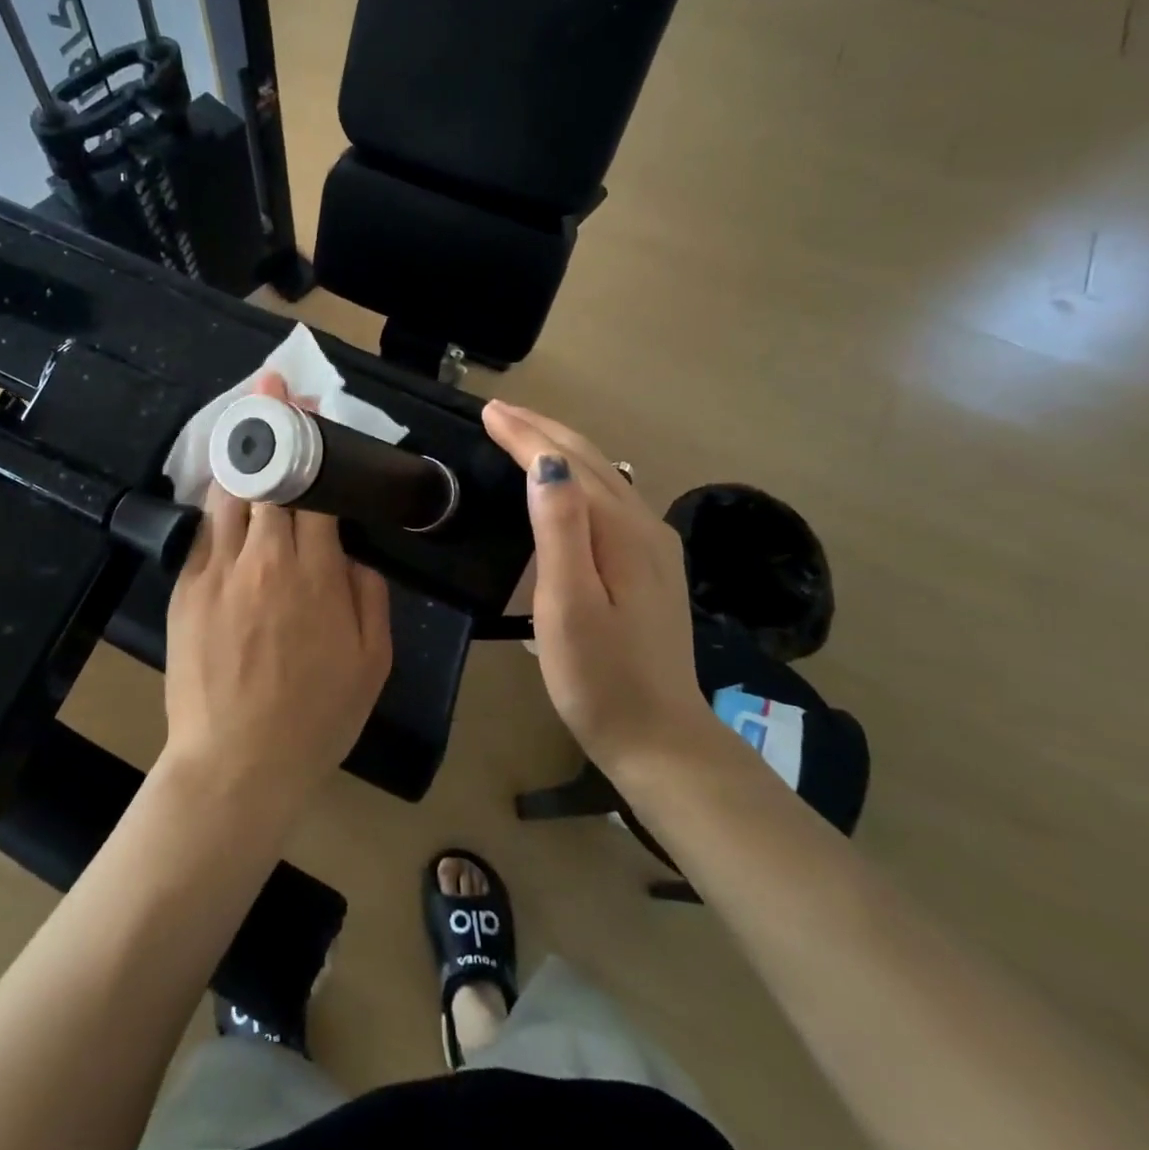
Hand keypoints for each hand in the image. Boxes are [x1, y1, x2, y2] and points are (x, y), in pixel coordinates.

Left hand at [162, 374, 393, 811]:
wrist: (237, 763)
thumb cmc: (316, 716)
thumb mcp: (373, 660)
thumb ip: (370, 593)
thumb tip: (355, 551)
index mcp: (315, 572)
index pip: (314, 488)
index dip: (313, 443)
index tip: (311, 408)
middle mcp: (264, 557)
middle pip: (267, 475)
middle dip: (272, 423)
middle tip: (274, 384)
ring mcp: (217, 569)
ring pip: (229, 492)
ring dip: (240, 450)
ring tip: (246, 416)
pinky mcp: (186, 587)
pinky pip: (203, 528)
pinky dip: (218, 496)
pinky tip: (226, 482)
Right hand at [482, 400, 708, 779]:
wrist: (660, 738)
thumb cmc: (599, 677)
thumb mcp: (569, 605)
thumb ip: (560, 529)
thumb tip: (547, 464)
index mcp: (619, 531)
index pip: (565, 463)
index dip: (524, 435)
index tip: (488, 411)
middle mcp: (643, 526)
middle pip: (591, 460)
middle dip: (542, 430)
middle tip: (500, 411)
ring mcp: (653, 546)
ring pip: (604, 476)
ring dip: (561, 448)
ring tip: (525, 434)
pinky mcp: (652, 566)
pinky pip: (611, 499)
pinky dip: (580, 475)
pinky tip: (567, 482)